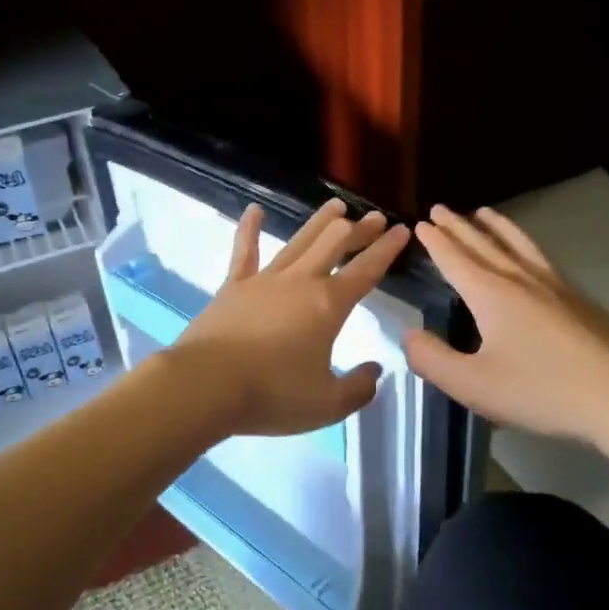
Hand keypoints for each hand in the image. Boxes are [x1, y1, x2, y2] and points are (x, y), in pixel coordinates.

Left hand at [169, 198, 410, 437]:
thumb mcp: (327, 404)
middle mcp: (300, 282)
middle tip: (374, 218)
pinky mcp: (233, 286)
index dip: (387, 249)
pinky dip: (249, 228)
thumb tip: (375, 370)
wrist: (206, 385)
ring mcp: (264, 280)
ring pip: (299, 241)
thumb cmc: (272, 394)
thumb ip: (358, 388)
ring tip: (336, 205)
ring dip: (320, 222)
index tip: (402, 230)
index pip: (366, 270)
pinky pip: (244, 251)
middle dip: (359, 229)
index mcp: (329, 305)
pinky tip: (254, 210)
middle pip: (335, 244)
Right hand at [404, 205, 608, 447]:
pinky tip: (530, 254)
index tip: (420, 223)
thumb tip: (409, 335)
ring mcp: (555, 285)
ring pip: (519, 244)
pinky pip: (541, 257)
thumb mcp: (473, 385)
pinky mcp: (578, 298)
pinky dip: (524, 243)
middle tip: (440, 209)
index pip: (455, 259)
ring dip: (496, 226)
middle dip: (459, 226)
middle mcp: (521, 279)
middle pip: (484, 244)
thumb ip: (433, 359)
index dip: (435, 242)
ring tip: (484, 212)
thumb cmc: (540, 391)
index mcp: (492, 295)